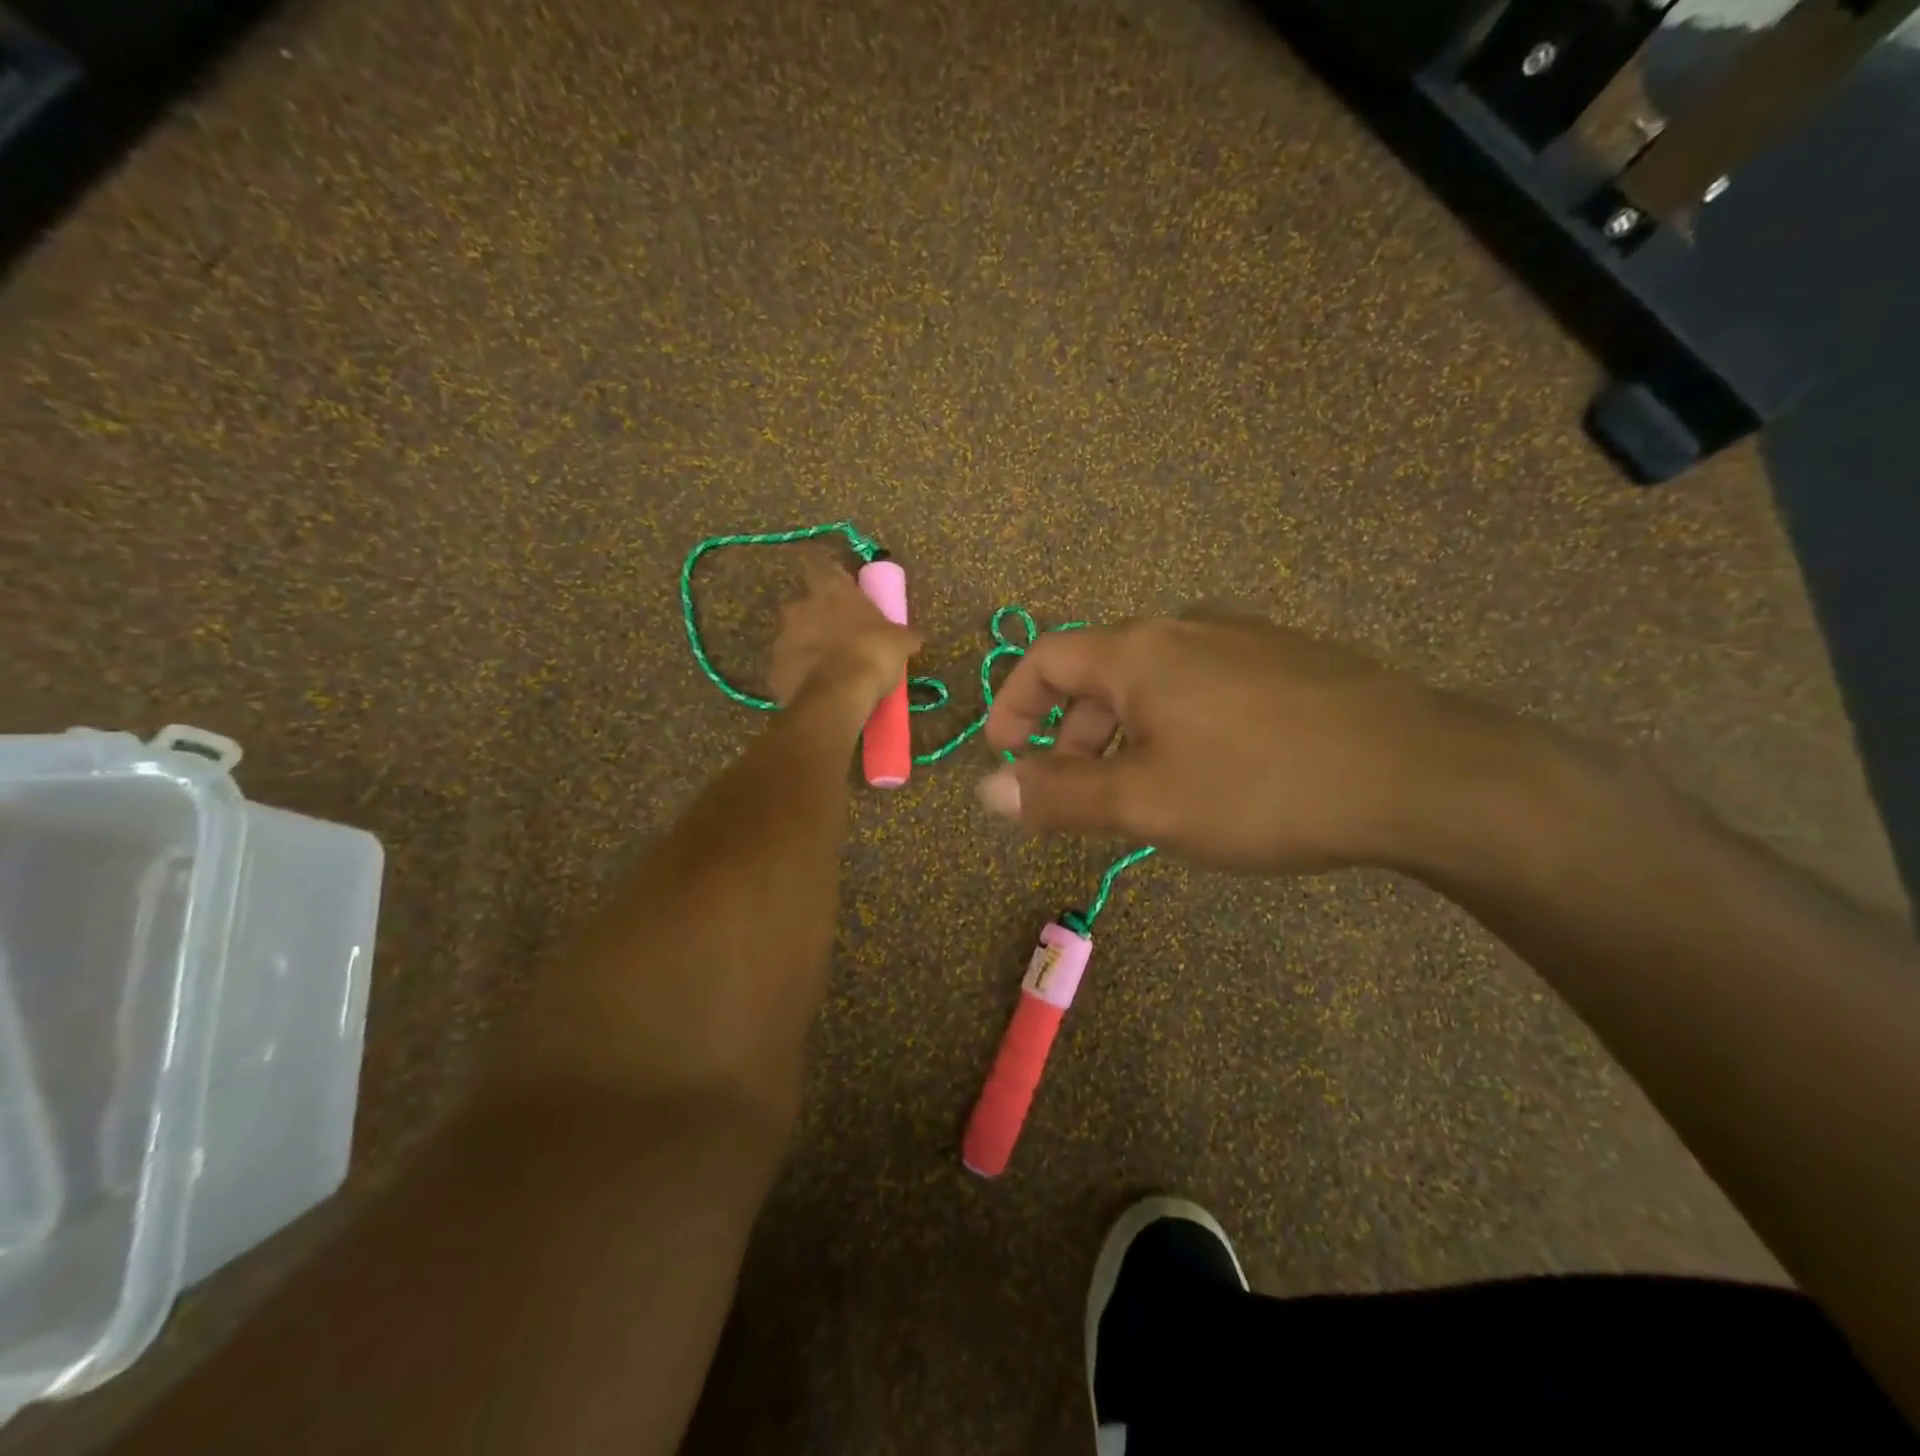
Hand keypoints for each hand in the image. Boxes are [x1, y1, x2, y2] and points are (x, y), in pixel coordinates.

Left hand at [768, 548, 920, 713]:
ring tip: (830, 667)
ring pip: (794, 636)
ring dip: (808, 646)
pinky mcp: (774, 669)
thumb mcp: (900, 642)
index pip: (816, 561)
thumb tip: (913, 638)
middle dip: (816, 615)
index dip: (824, 570)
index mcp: (829, 589)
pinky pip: (789, 667)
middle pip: (803, 602)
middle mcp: (799, 606)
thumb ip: (902, 634)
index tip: (835, 582)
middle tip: (839, 633)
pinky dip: (801, 674)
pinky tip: (819, 688)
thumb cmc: (872, 653)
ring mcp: (782, 638)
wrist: (837, 696)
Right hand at [977, 612, 1520, 874]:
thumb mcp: (1145, 802)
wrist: (1422, 773)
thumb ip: (1059, 795)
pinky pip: (1204, 685)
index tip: (1002, 754)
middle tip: (1070, 789)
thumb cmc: (1262, 786)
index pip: (1045, 659)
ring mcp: (1245, 637)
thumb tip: (985, 791)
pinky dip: (1175, 723)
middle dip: (1069, 730)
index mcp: (1139, 649)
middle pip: (1099, 670)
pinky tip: (1209, 770)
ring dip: (1123, 731)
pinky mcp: (1290, 660)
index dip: (1013, 706)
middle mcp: (1186, 626)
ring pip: (1155, 680)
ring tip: (1138, 789)